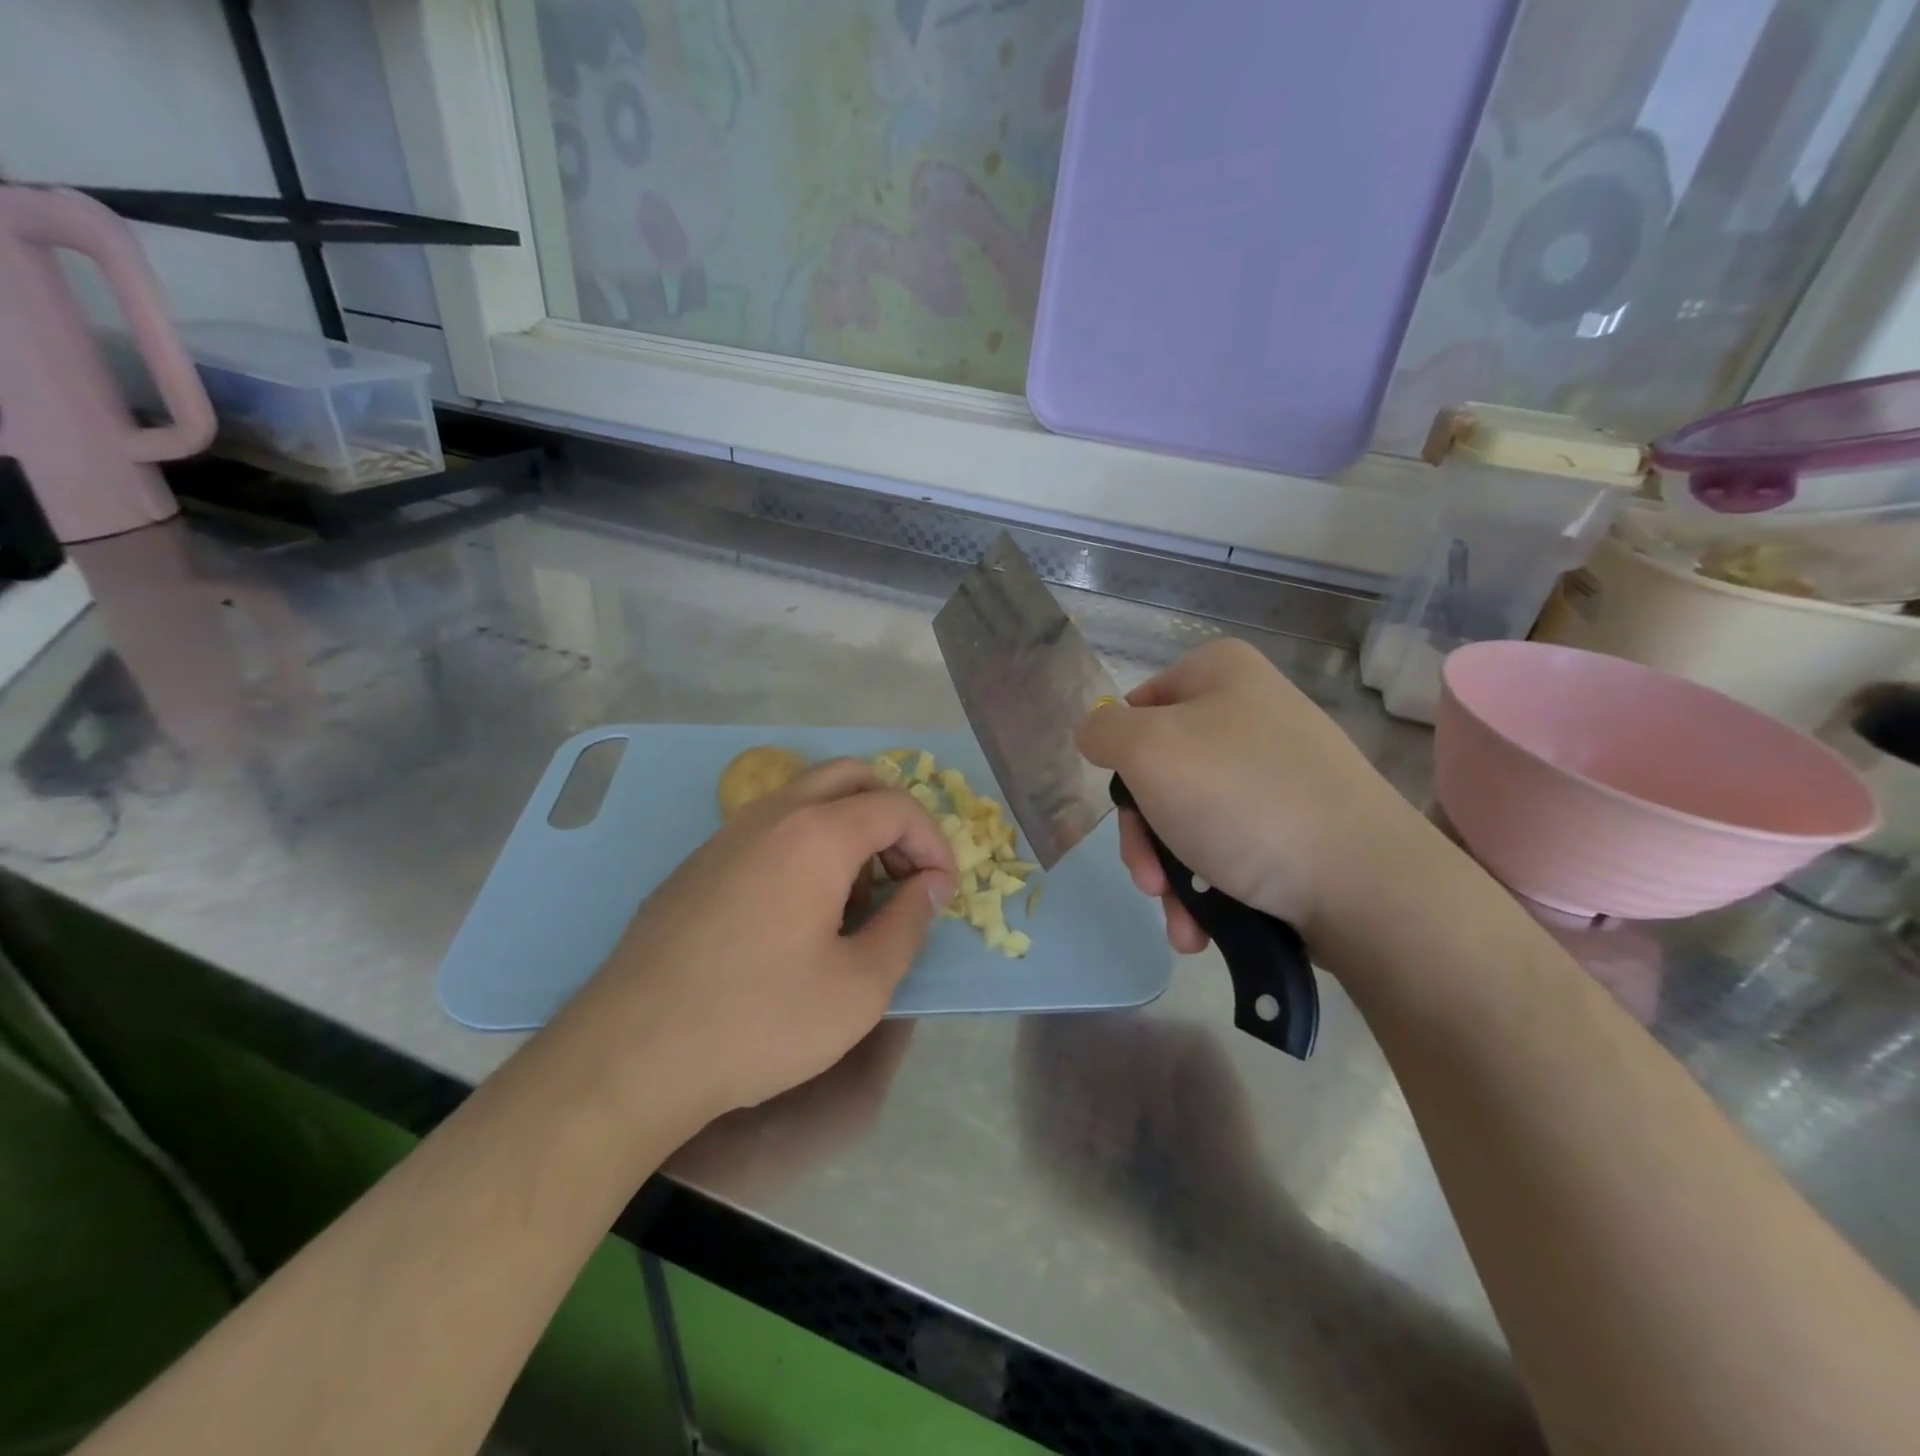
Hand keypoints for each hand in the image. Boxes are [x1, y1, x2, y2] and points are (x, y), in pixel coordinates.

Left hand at [557, 759, 956, 1125]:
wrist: (630, 1056)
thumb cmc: (759, 1021)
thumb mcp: (860, 987)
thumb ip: (908, 924)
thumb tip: (929, 885)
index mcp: (816, 834)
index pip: (897, 806)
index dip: (934, 842)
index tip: (942, 892)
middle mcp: (770, 815)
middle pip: (850, 777)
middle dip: (892, 817)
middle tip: (903, 875)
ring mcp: (726, 835)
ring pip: (806, 798)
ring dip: (848, 829)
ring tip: (855, 901)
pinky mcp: (698, 863)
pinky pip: (769, 828)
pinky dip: (806, 845)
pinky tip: (798, 914)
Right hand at [1076, 638, 1427, 952]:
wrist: (1364, 884)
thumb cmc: (1241, 799)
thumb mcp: (1147, 750)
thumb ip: (1102, 732)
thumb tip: (1096, 734)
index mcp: (1220, 673)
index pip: (1137, 707)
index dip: (1121, 758)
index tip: (1126, 805)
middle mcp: (1251, 712)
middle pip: (1160, 772)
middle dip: (1145, 837)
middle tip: (1148, 880)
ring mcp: (1279, 771)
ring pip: (1189, 818)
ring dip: (1171, 875)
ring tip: (1182, 920)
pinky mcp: (1298, 823)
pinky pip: (1230, 845)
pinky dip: (1208, 887)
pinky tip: (1203, 927)